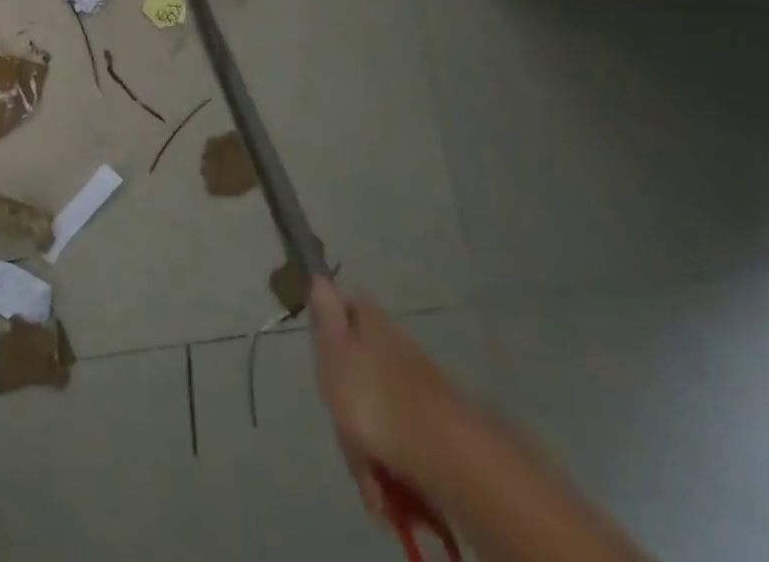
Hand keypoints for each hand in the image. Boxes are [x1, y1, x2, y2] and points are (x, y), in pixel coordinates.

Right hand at [309, 278, 465, 516]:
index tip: (322, 355)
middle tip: (345, 433)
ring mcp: (422, 394)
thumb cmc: (376, 400)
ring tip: (371, 479)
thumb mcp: (335, 352)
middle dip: (347, 408)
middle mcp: (400, 351)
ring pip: (379, 415)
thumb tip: (320, 275)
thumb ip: (325, 315)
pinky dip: (395, 473)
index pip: (350, 308)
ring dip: (369, 451)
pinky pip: (404, 449)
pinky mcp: (439, 437)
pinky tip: (392, 493)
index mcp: (374, 326)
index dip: (332, 326)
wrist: (449, 463)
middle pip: (360, 371)